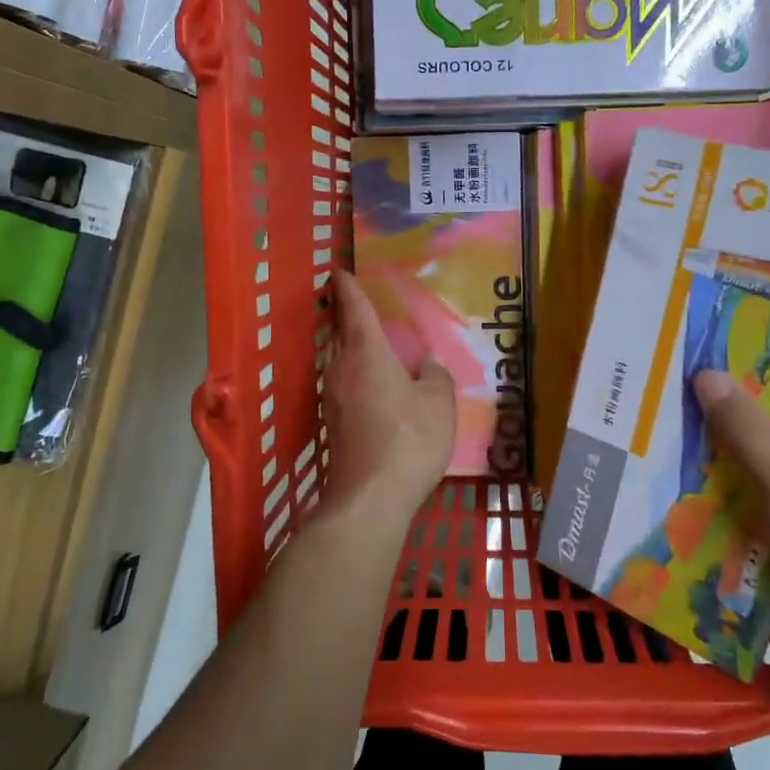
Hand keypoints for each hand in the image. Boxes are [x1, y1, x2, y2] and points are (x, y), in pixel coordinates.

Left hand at [321, 269, 455, 524]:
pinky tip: (368, 384)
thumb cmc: (409, 440)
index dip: (348, 288)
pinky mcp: (331, 422)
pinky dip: (352, 373)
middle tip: (355, 303)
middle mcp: (341, 368)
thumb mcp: (439, 404)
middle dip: (345, 316)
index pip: (354, 309)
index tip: (340, 272)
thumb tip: (428, 364)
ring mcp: (331, 397)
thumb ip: (435, 376)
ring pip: (337, 359)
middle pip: (339, 333)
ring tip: (366, 342)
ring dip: (348, 346)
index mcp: (367, 353)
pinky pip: (341, 383)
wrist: (370, 497)